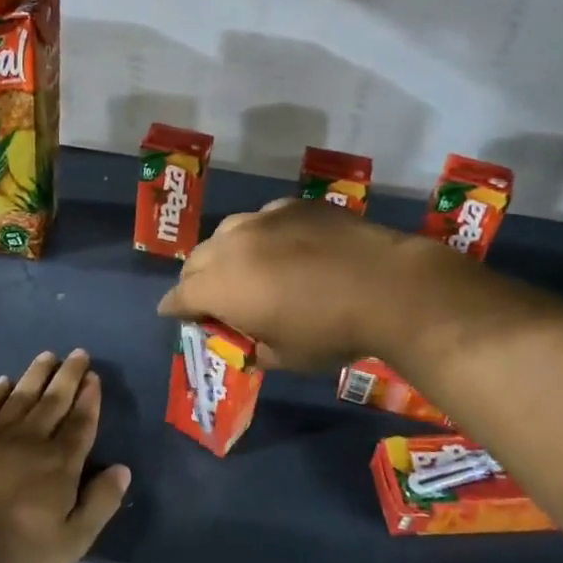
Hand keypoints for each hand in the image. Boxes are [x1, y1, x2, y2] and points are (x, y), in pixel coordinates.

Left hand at [0, 350, 130, 562]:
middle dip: (69, 375)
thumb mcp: (73, 541)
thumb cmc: (18, 553)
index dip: (89, 398)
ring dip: (37, 374)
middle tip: (79, 353)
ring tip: (48, 355)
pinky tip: (3, 381)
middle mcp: (32, 440)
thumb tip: (123, 469)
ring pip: (22, 395)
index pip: (81, 422)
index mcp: (61, 463)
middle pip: (55, 400)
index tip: (94, 377)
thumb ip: (100, 502)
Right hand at [157, 198, 436, 369]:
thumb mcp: (285, 357)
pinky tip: (284, 248)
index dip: (175, 309)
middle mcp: (232, 246)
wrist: (387, 286)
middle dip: (196, 280)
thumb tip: (251, 338)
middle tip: (211, 297)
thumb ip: (254, 346)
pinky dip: (262, 236)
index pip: (180, 296)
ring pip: (227, 233)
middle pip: (196, 260)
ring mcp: (263, 219)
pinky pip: (263, 220)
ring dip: (225, 253)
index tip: (175, 314)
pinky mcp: (293, 205)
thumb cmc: (330, 331)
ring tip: (244, 268)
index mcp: (220, 287)